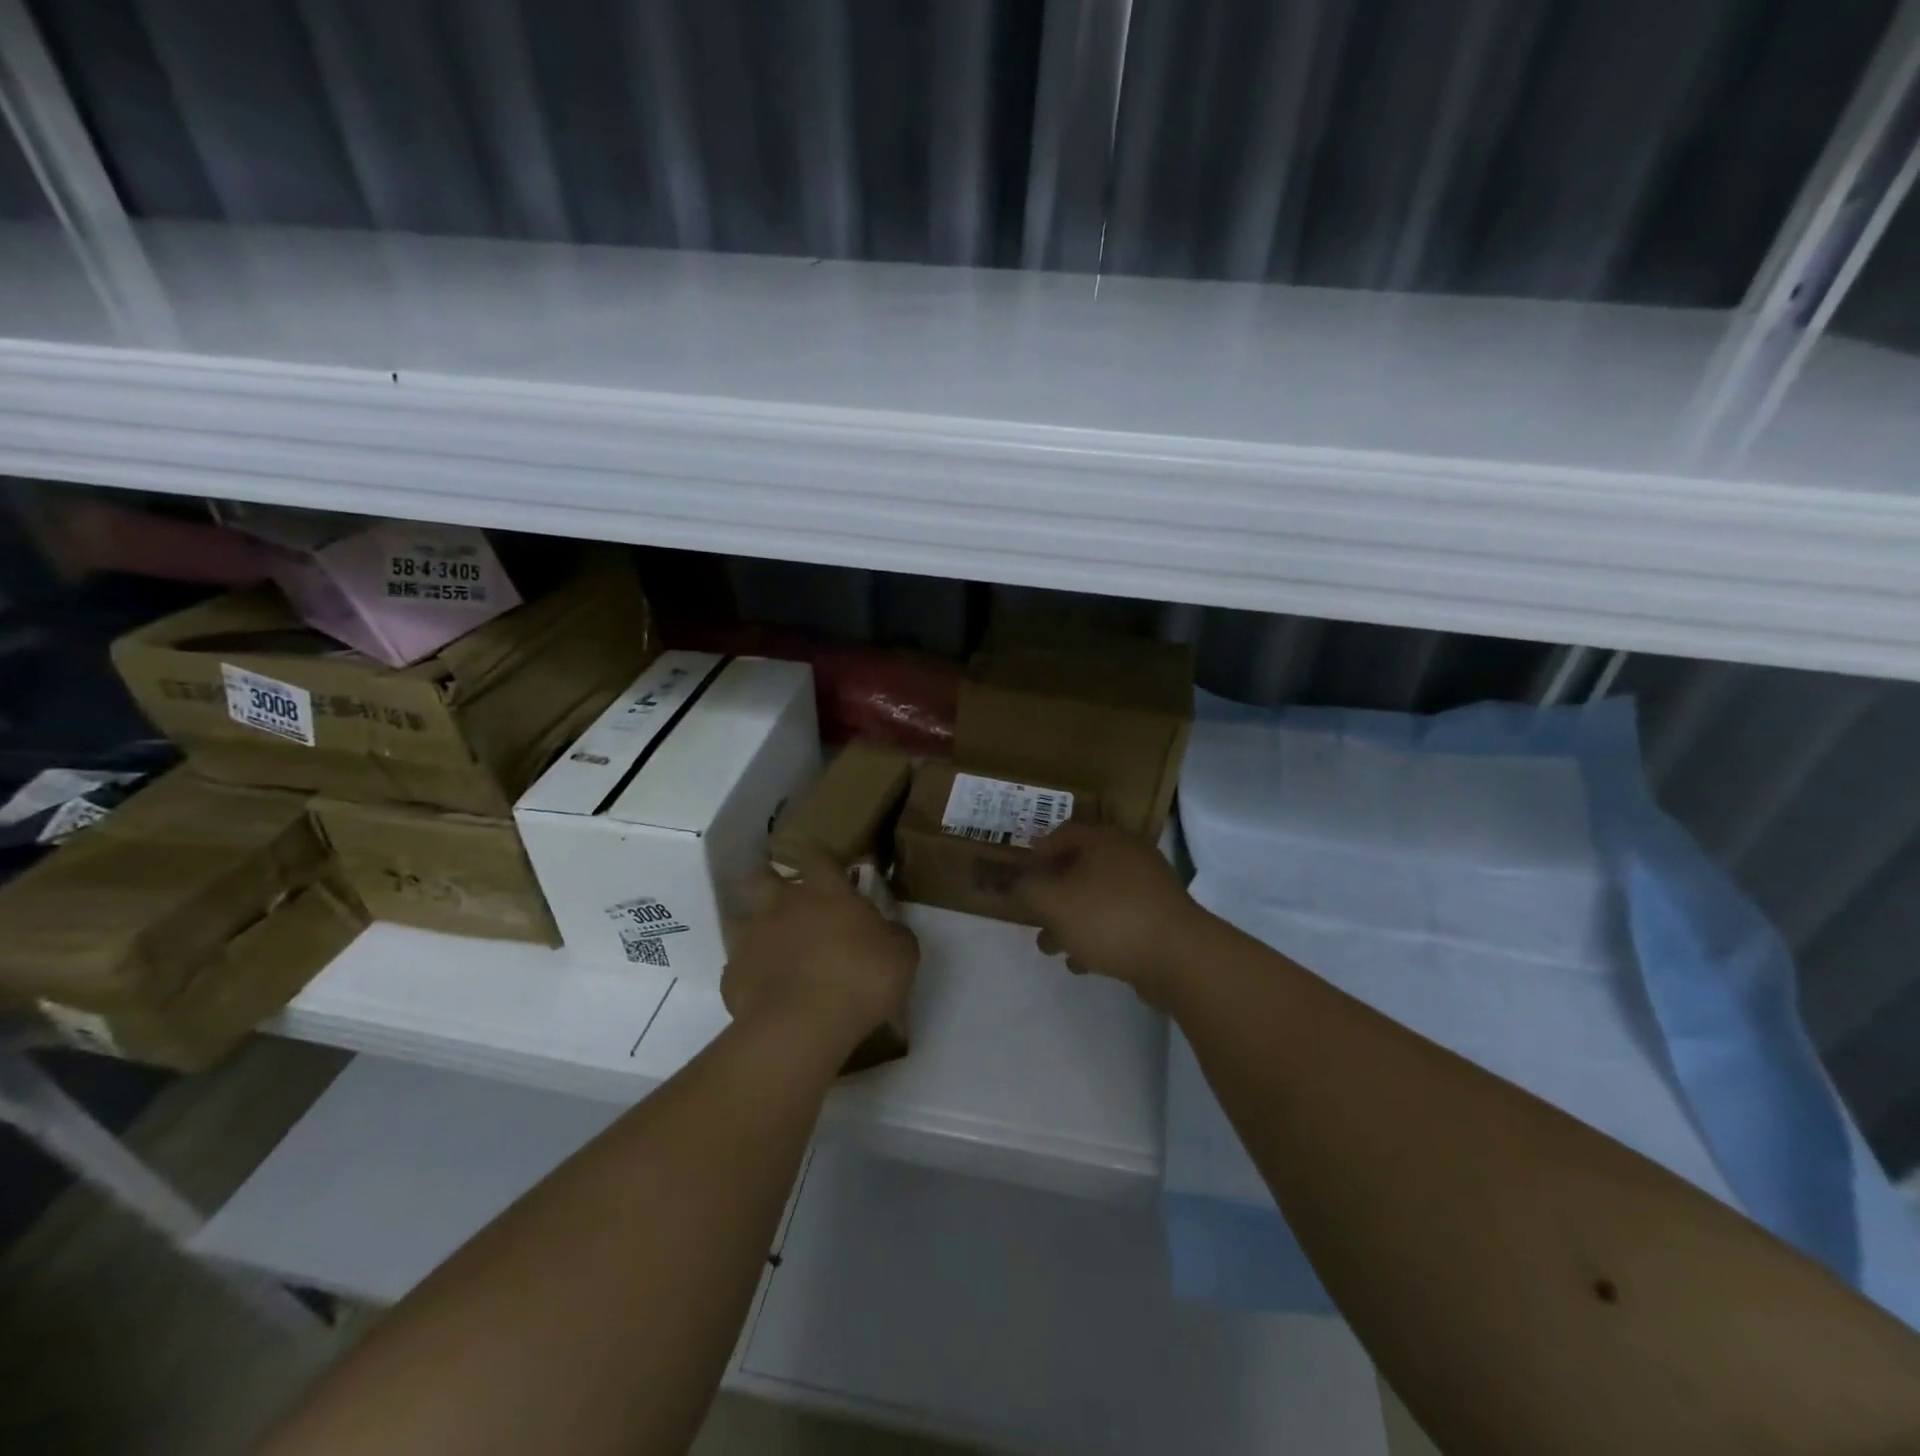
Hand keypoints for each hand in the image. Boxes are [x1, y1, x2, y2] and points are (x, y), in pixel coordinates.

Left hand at [723, 846, 917, 1061]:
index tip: (827, 867)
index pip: (817, 856)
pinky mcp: (732, 976)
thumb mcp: (902, 955)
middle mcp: (782, 905)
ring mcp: (752, 939)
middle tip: (786, 898)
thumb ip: (894, 935)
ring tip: (769, 944)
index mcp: (825, 892)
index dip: (820, 858)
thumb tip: (890, 930)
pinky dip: (748, 975)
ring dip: (752, 927)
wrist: (803, 1026)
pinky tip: (763, 989)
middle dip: (770, 881)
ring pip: (739, 919)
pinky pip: (737, 969)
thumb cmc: (860, 979)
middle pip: (762, 876)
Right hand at [1016, 822, 1205, 1006]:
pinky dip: (1098, 936)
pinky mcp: (1160, 919)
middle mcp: (1128, 856)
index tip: (1022, 876)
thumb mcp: (1053, 901)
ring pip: (1098, 898)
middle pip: (1080, 868)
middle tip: (1035, 917)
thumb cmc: (1108, 917)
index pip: (1063, 833)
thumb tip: (1016, 886)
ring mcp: (1149, 888)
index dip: (1037, 853)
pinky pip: (1119, 920)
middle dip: (1053, 895)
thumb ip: (1027, 891)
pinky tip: (1084, 963)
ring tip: (1053, 949)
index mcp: (1104, 840)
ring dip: (1072, 921)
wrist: (1179, 956)